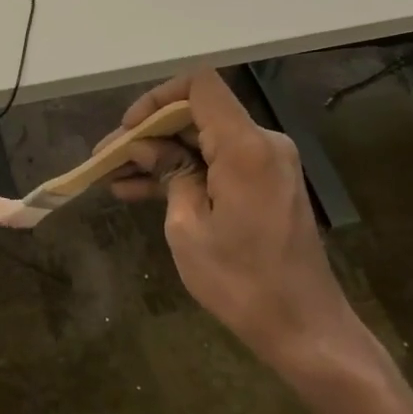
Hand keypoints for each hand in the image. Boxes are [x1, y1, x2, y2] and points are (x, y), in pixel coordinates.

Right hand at [106, 68, 383, 384]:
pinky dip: (185, 171)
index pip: (200, 86)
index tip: (129, 129)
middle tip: (108, 158)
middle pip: (198, 113)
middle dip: (150, 132)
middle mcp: (262, 142)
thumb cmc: (241, 282)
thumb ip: (169, 174)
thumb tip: (146, 147)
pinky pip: (219, 163)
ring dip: (162, 154)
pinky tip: (140, 190)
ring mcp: (268, 163)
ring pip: (204, 140)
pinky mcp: (267, 183)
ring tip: (114, 176)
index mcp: (245, 146)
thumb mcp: (187, 228)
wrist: (304, 327)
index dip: (157, 98)